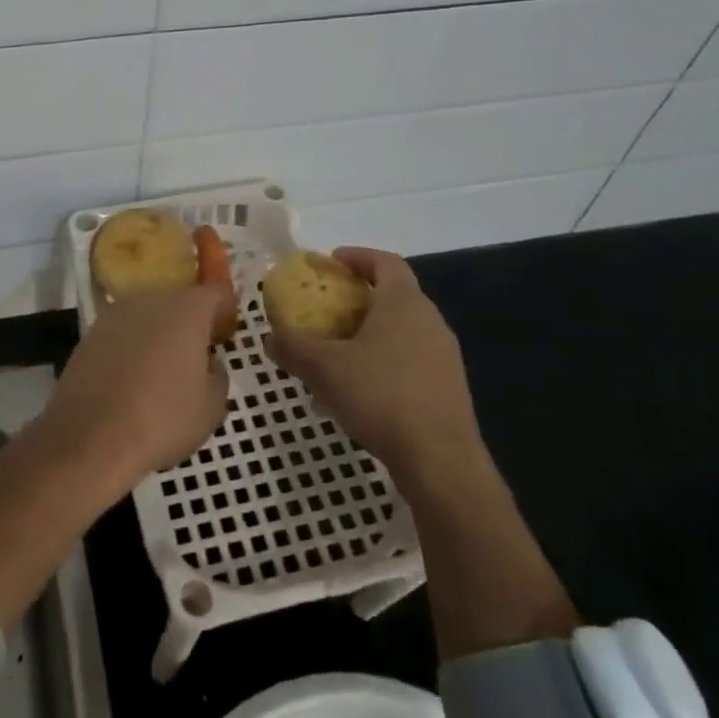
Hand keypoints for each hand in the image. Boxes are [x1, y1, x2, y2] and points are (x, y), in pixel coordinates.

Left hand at [40, 285, 232, 490]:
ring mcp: (114, 314)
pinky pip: (122, 334)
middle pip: (179, 303)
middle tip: (195, 361)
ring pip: (148, 317)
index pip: (217, 294)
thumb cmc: (162, 419)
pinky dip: (131, 349)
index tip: (224, 341)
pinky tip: (130, 382)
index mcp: (186, 309)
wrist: (90, 436)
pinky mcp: (89, 334)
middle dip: (190, 325)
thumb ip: (218, 373)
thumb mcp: (213, 405)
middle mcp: (149, 299)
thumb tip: (206, 363)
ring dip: (158, 336)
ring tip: (159, 374)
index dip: (226, 315)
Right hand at [266, 248, 483, 487]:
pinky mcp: (449, 388)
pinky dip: (385, 361)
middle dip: (359, 298)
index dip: (358, 256)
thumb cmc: (381, 397)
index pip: (385, 262)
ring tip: (339, 353)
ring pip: (402, 331)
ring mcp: (444, 356)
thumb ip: (293, 347)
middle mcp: (430, 321)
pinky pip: (411, 360)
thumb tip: (269, 338)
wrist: (440, 461)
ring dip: (371, 333)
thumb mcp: (324, 368)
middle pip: (394, 295)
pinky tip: (361, 390)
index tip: (332, 261)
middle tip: (328, 309)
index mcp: (404, 303)